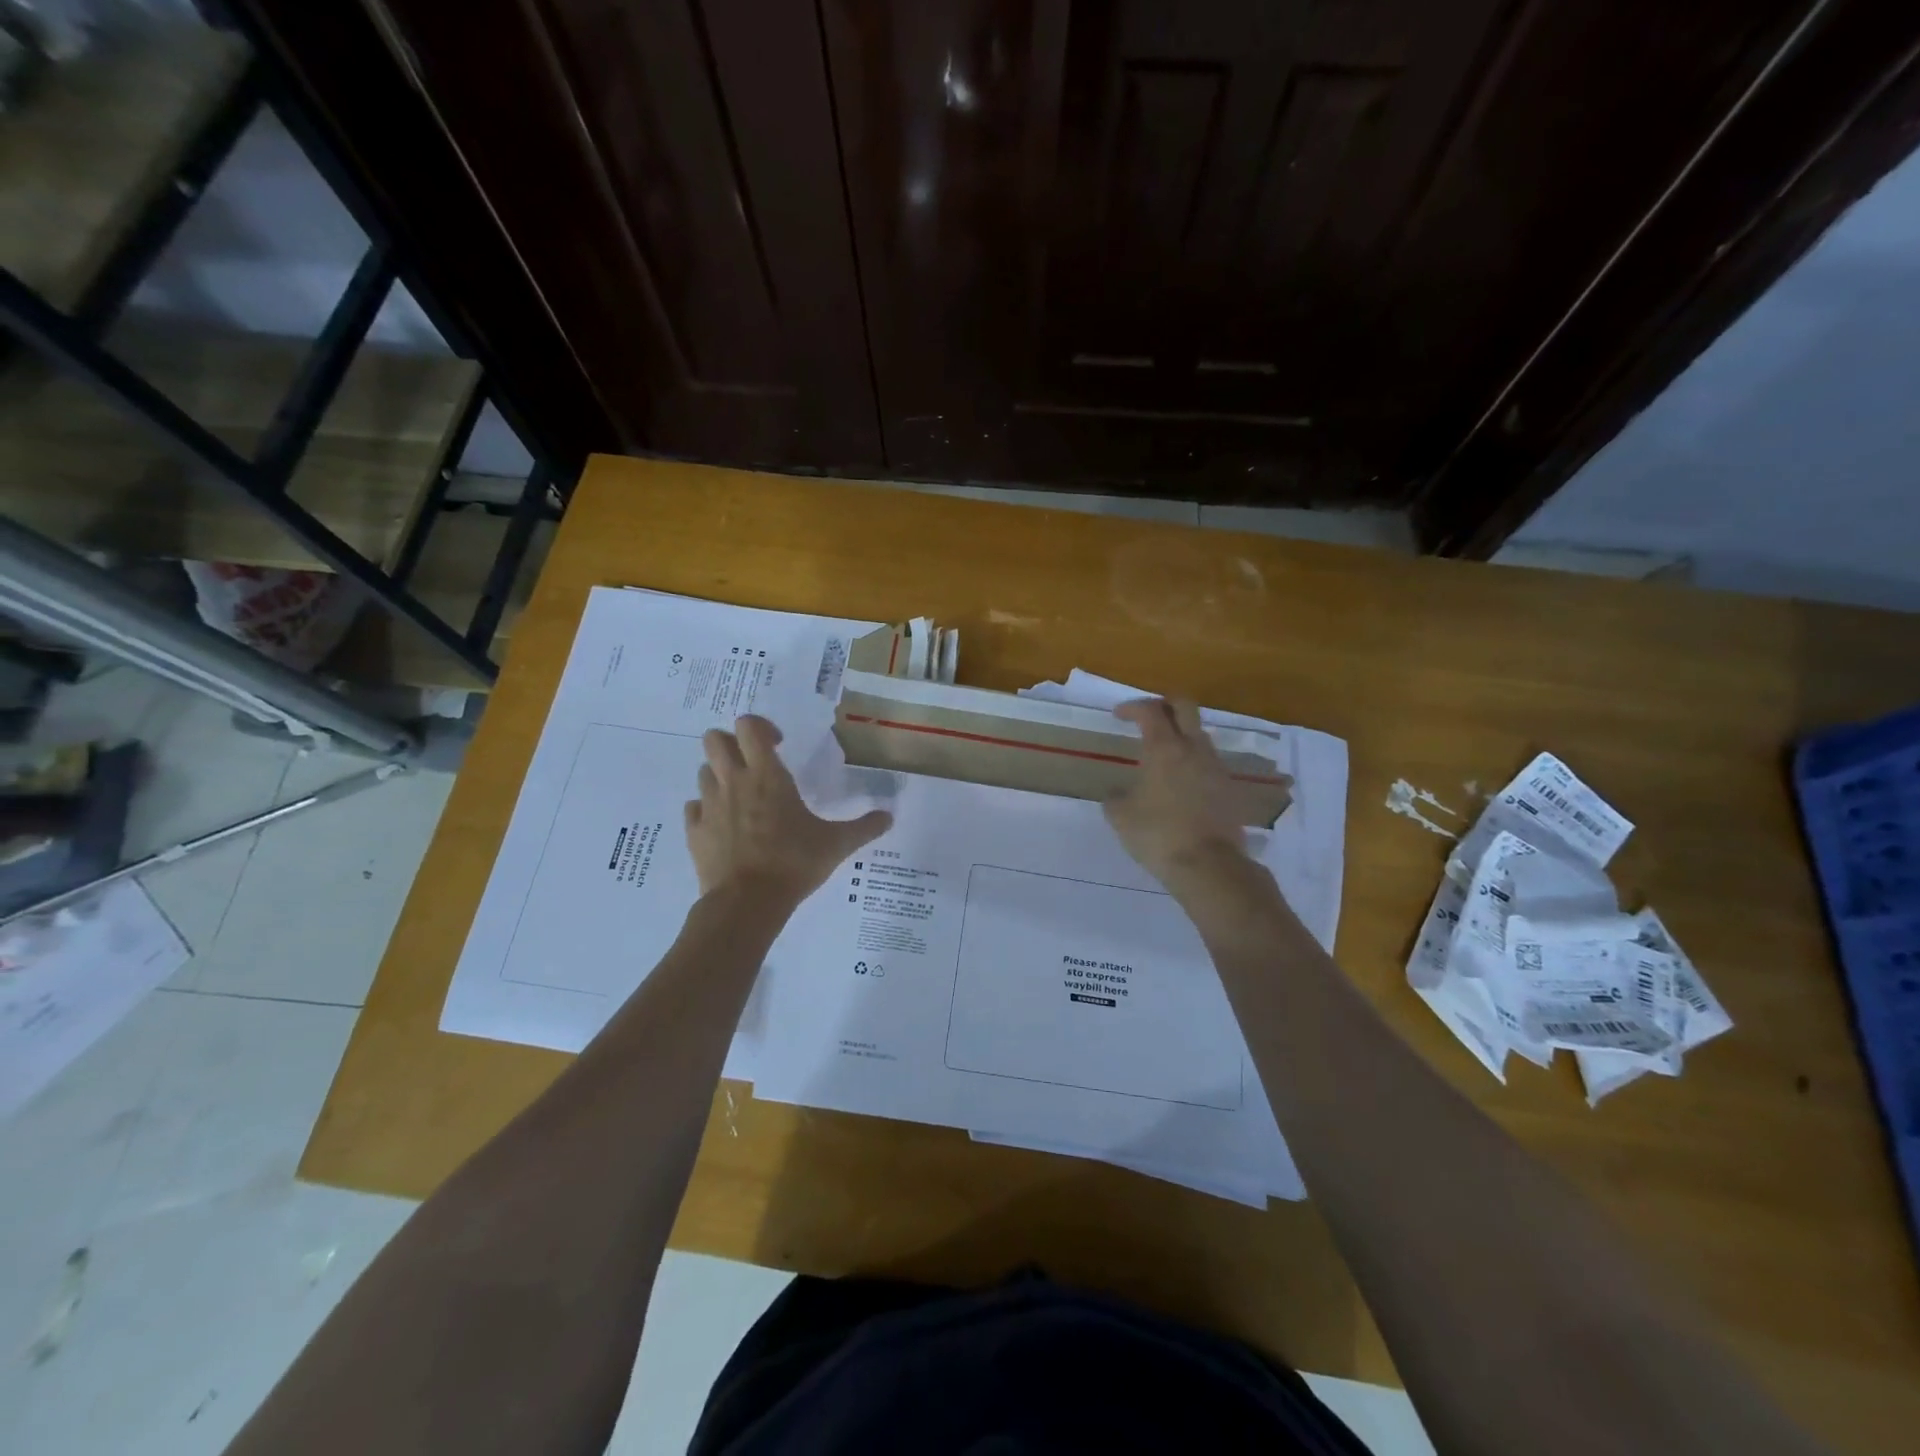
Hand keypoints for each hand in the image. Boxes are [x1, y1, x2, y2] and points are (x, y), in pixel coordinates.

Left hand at [685, 715, 891, 904]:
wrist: (747, 902)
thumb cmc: (794, 863)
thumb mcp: (836, 844)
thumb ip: (864, 827)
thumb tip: (889, 817)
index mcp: (766, 775)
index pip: (749, 726)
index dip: (761, 727)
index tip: (779, 745)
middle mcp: (733, 781)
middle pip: (714, 739)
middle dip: (731, 743)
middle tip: (753, 763)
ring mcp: (709, 806)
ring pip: (703, 771)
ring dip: (719, 775)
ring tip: (740, 795)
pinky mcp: (694, 831)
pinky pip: (693, 807)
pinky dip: (705, 809)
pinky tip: (723, 824)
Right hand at [1103, 698, 1249, 888]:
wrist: (1209, 865)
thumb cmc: (1158, 834)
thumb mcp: (1121, 817)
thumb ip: (1115, 798)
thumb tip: (1115, 794)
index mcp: (1164, 748)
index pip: (1150, 711)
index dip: (1133, 707)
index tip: (1118, 715)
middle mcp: (1194, 749)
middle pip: (1185, 707)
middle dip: (1165, 704)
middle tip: (1149, 715)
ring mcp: (1216, 767)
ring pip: (1200, 735)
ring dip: (1182, 735)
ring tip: (1164, 753)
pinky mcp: (1229, 788)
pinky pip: (1208, 763)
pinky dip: (1193, 762)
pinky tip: (1181, 783)